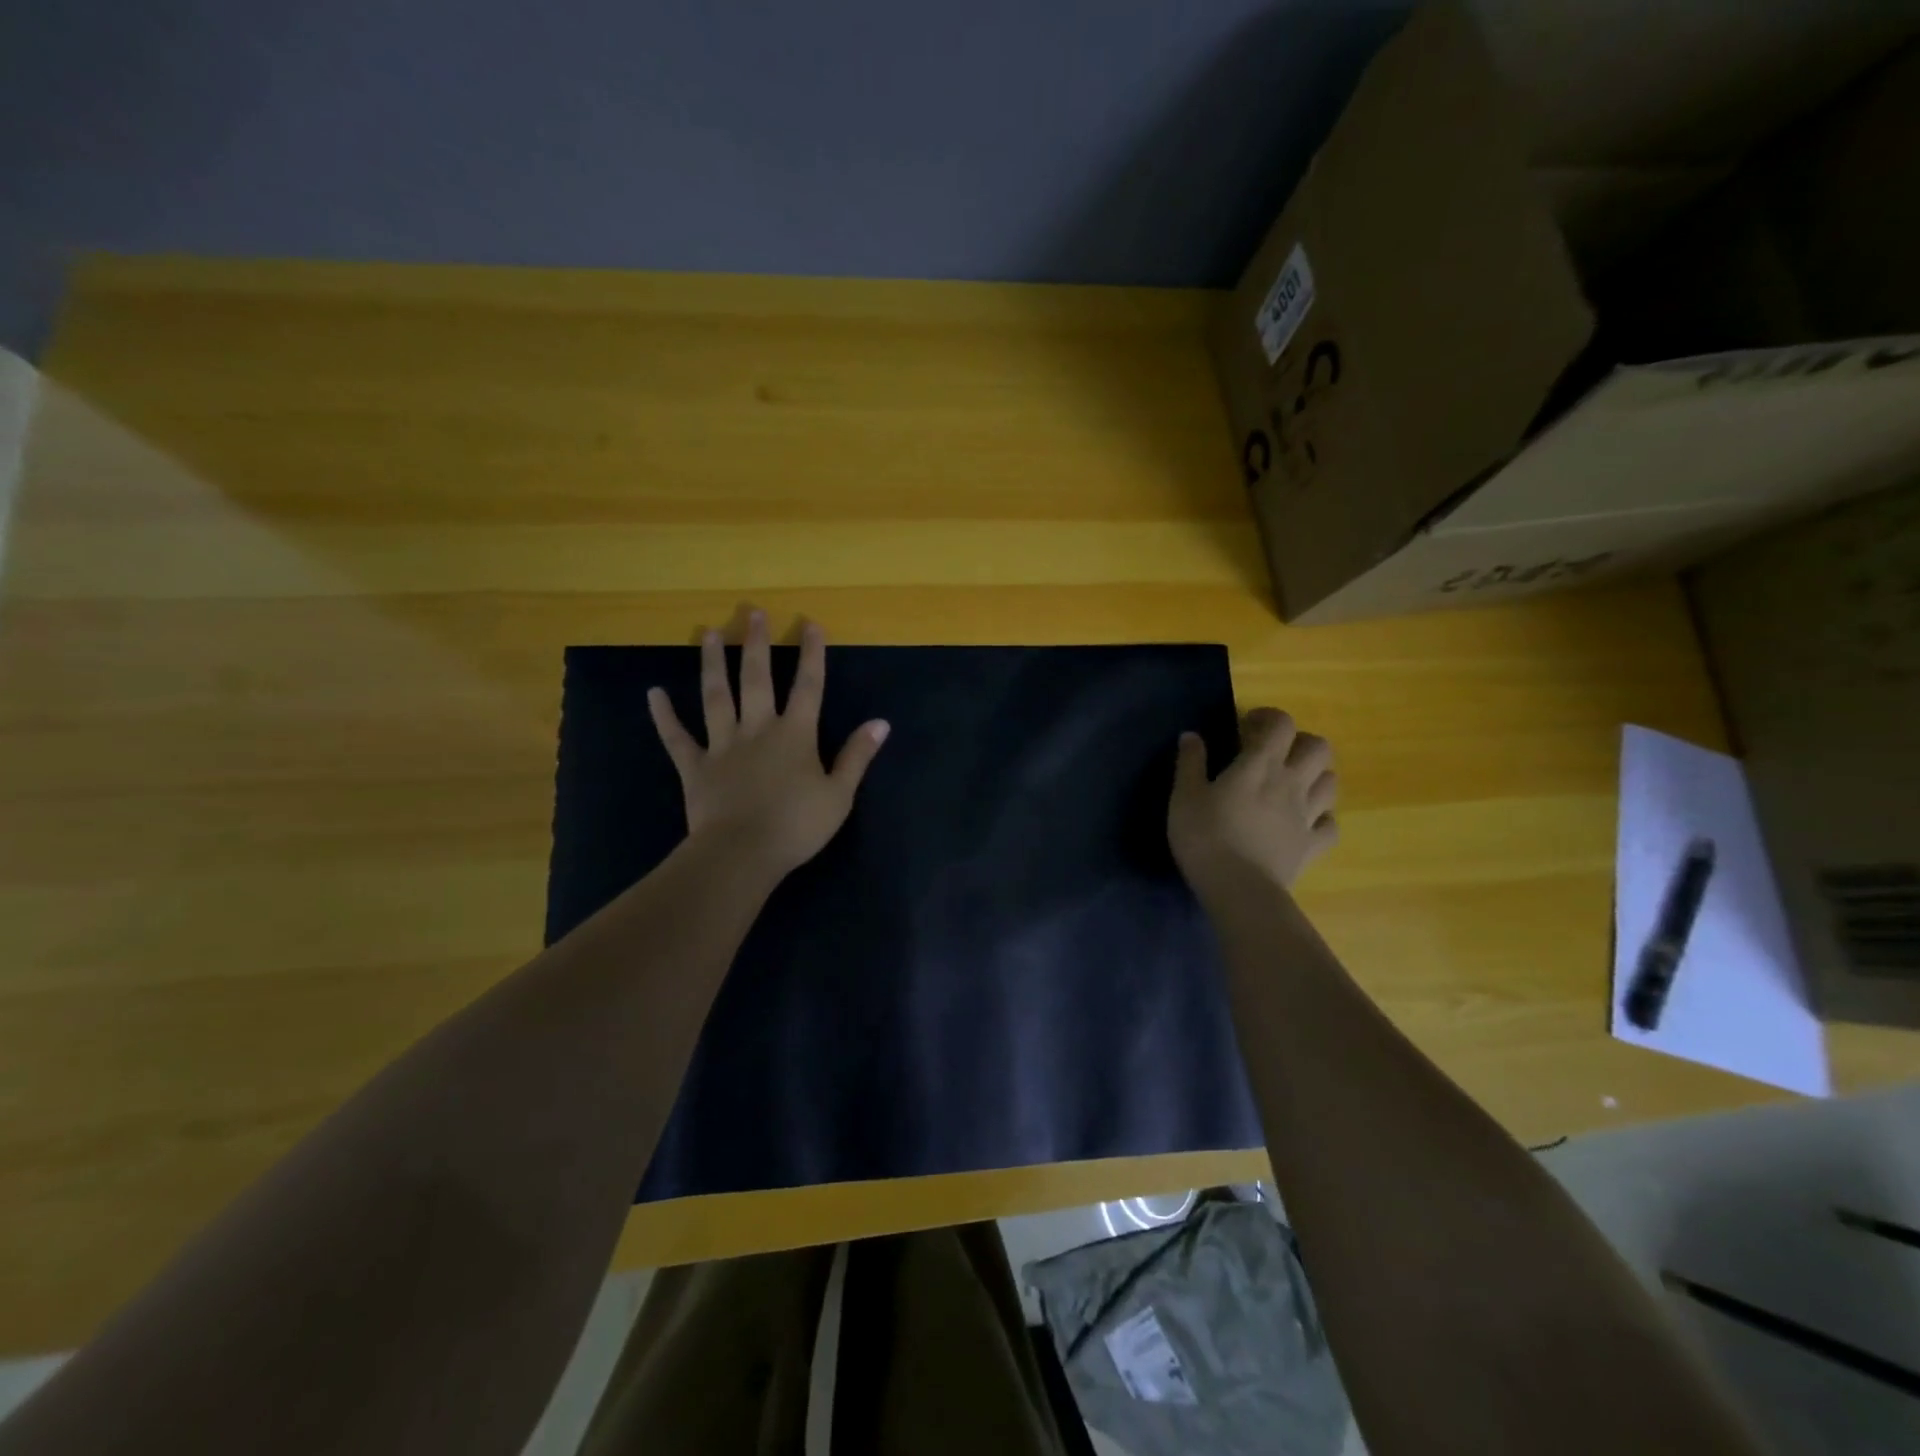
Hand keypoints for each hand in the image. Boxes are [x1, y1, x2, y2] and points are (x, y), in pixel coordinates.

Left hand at [648, 608, 889, 879]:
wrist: (742, 854)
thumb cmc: (796, 826)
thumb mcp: (839, 794)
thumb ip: (857, 756)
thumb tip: (881, 723)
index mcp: (795, 735)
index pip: (808, 686)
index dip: (812, 655)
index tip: (810, 624)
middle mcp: (758, 730)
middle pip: (757, 679)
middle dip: (757, 645)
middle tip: (752, 614)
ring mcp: (722, 746)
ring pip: (716, 697)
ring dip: (712, 664)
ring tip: (709, 634)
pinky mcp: (695, 767)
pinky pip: (677, 738)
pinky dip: (664, 716)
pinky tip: (654, 694)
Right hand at [1168, 708, 1338, 891]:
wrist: (1238, 888)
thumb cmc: (1205, 837)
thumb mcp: (1184, 796)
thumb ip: (1190, 762)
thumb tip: (1191, 735)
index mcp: (1260, 765)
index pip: (1281, 724)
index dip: (1268, 717)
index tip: (1247, 726)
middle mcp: (1292, 783)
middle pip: (1318, 747)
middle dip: (1299, 742)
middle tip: (1274, 753)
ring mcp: (1307, 815)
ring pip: (1331, 781)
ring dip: (1314, 775)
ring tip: (1291, 784)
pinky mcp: (1313, 845)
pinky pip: (1330, 825)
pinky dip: (1321, 818)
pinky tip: (1303, 821)